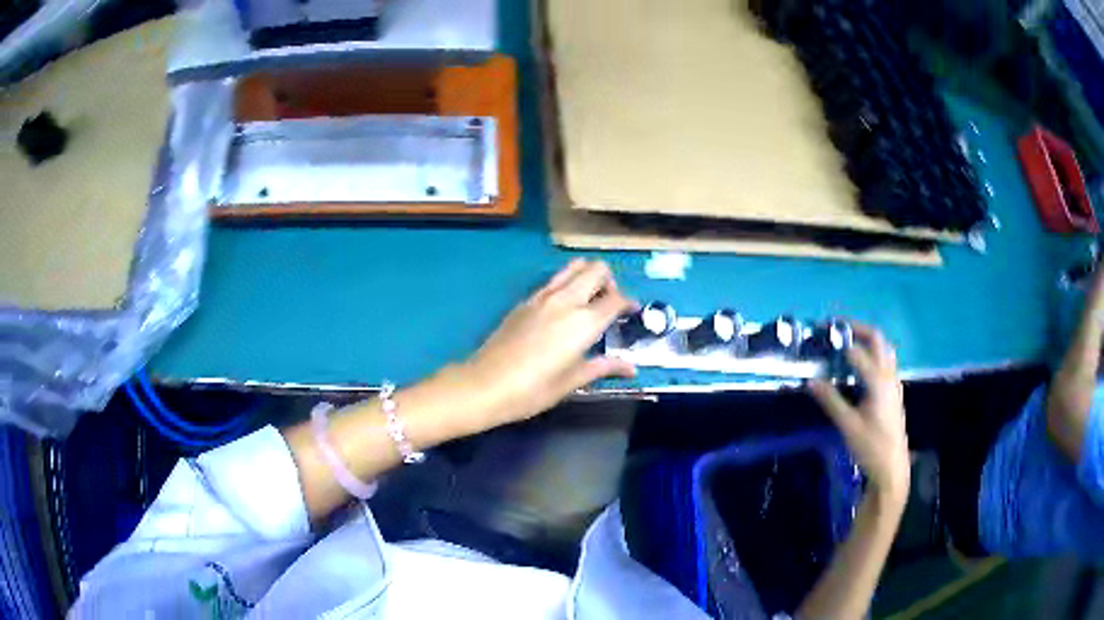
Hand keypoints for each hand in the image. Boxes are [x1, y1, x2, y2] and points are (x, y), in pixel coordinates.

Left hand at [458, 259, 637, 427]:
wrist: (485, 384)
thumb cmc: (533, 390)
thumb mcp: (572, 381)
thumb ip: (603, 367)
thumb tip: (631, 368)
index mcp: (584, 322)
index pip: (616, 299)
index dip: (629, 303)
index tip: (631, 313)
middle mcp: (567, 300)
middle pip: (597, 269)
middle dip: (610, 281)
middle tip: (610, 303)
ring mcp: (543, 296)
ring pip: (574, 267)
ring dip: (588, 275)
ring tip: (589, 299)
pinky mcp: (525, 300)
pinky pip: (553, 280)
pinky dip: (566, 283)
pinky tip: (563, 308)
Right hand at [808, 324, 909, 500]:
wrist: (892, 467)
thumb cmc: (871, 447)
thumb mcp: (848, 426)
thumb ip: (831, 401)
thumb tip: (810, 380)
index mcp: (878, 382)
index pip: (858, 352)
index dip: (840, 341)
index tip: (822, 335)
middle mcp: (889, 376)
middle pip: (877, 339)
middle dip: (857, 329)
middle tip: (836, 328)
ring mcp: (894, 382)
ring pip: (883, 349)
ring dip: (866, 340)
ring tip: (846, 342)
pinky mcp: (894, 391)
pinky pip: (885, 362)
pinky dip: (872, 354)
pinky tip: (859, 367)